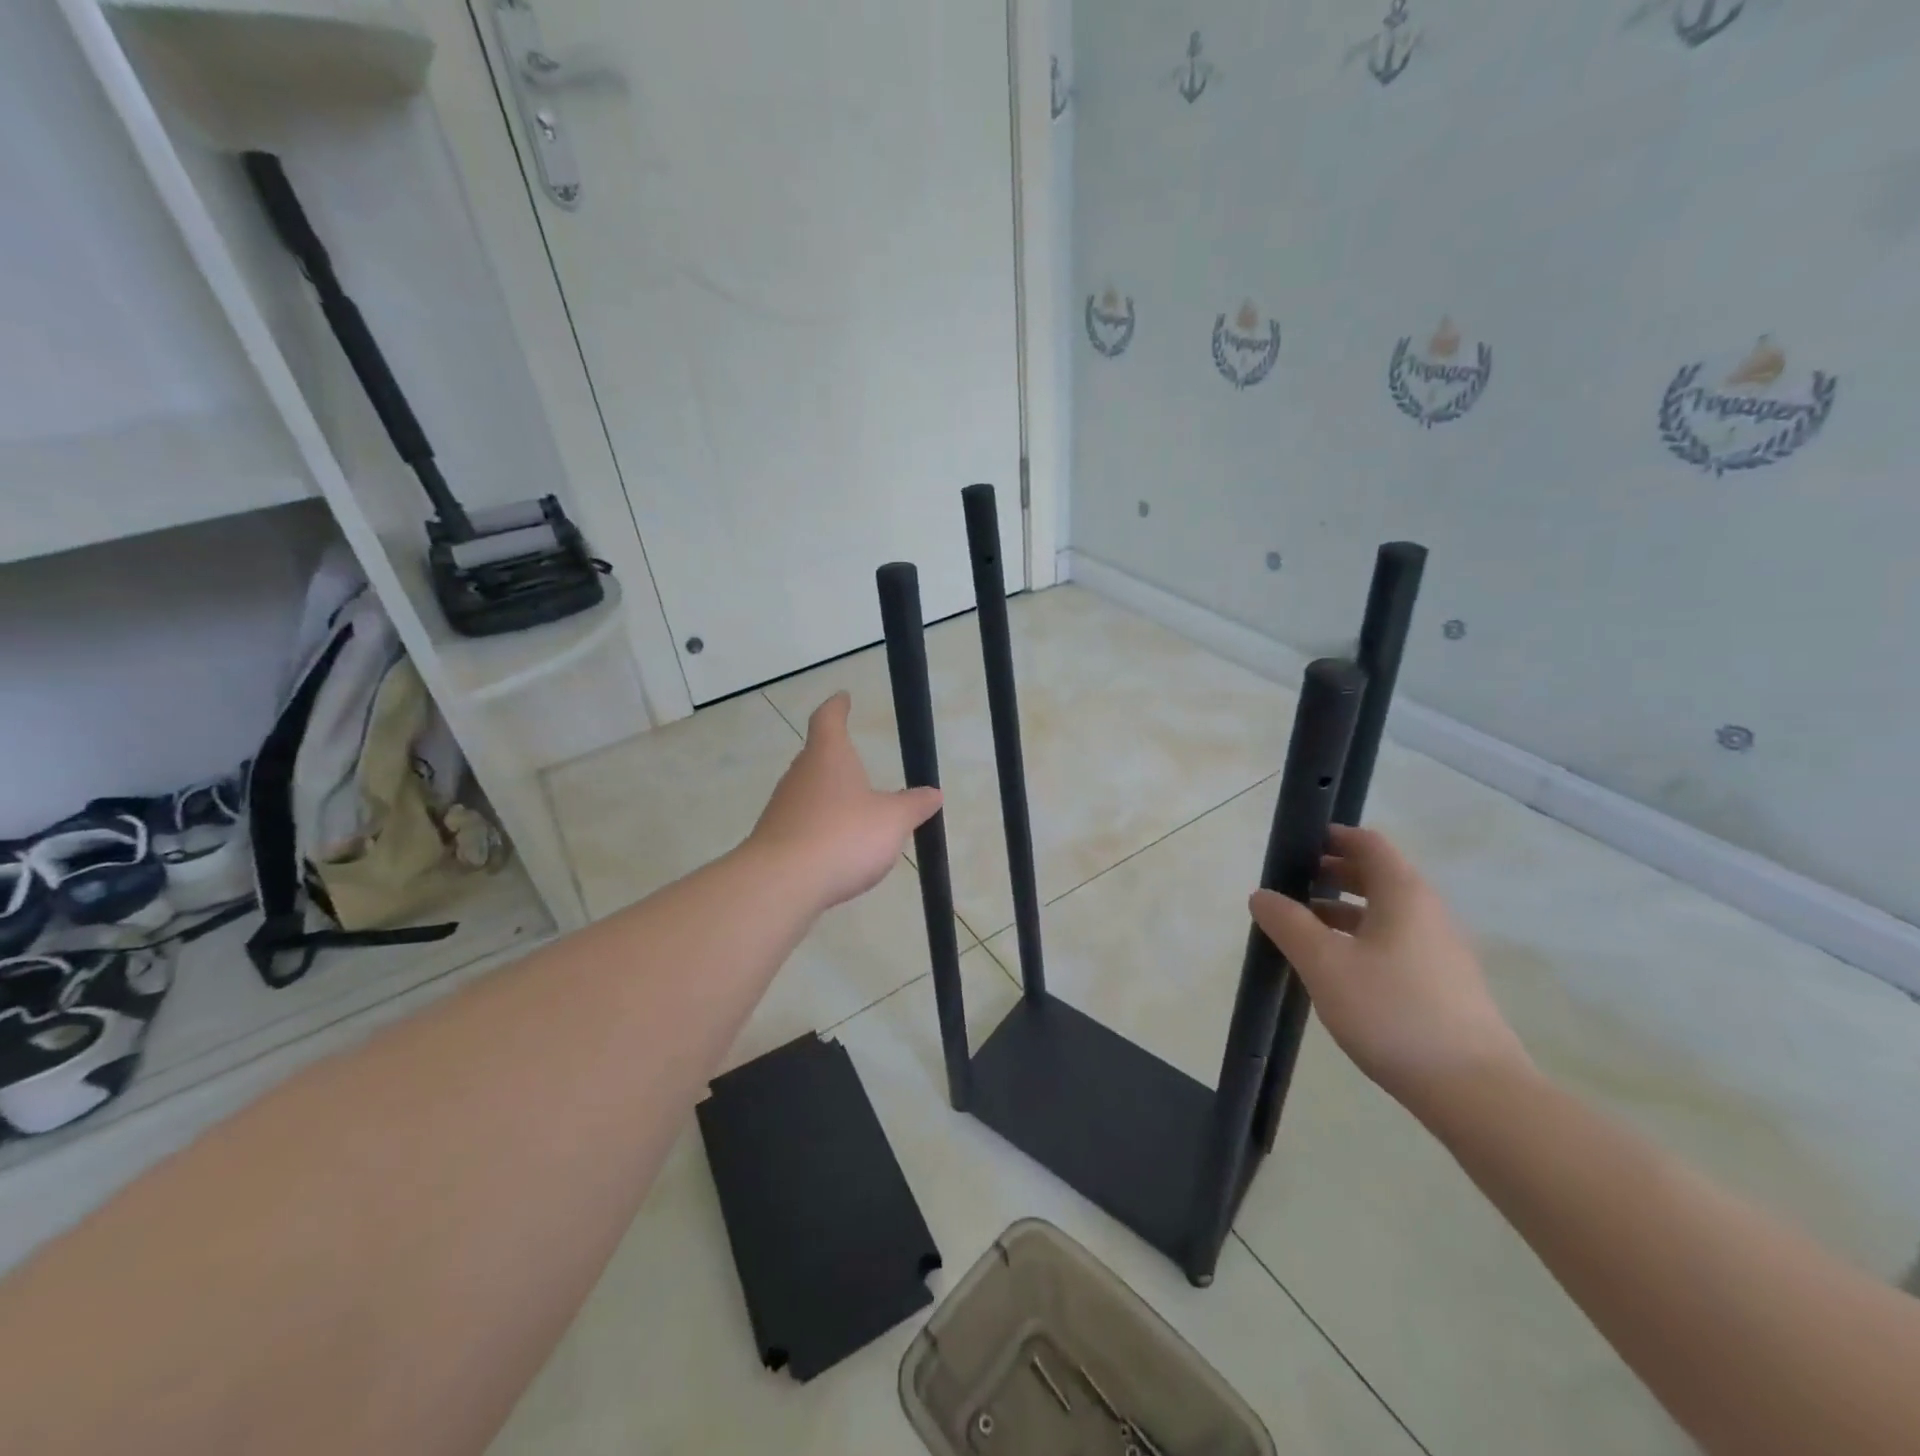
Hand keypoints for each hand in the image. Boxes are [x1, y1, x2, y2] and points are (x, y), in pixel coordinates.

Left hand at [749, 692, 942, 911]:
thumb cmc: (843, 836)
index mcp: (828, 757)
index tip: (843, 698)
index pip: (828, 719)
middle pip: (816, 756)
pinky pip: (803, 824)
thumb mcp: (892, 820)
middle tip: (855, 760)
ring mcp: (782, 808)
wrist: (781, 883)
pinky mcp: (775, 840)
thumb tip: (933, 793)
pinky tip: (837, 848)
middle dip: (835, 757)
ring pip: (809, 792)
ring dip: (829, 796)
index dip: (837, 707)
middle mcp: (800, 775)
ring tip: (854, 810)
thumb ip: (913, 806)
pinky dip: (820, 828)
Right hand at [1249, 824, 1530, 1112]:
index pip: (1368, 844)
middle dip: (1333, 873)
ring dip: (1344, 909)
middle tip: (1291, 885)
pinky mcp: (1445, 984)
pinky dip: (1363, 938)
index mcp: (1404, 894)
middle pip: (1379, 875)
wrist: (1475, 1091)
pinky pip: (1397, 941)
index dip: (1332, 837)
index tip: (1296, 847)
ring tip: (1305, 927)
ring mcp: (1442, 950)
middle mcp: (1429, 912)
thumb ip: (1288, 924)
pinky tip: (1339, 968)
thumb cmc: (1392, 1012)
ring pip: (1387, 912)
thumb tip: (1261, 895)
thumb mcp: (1324, 964)